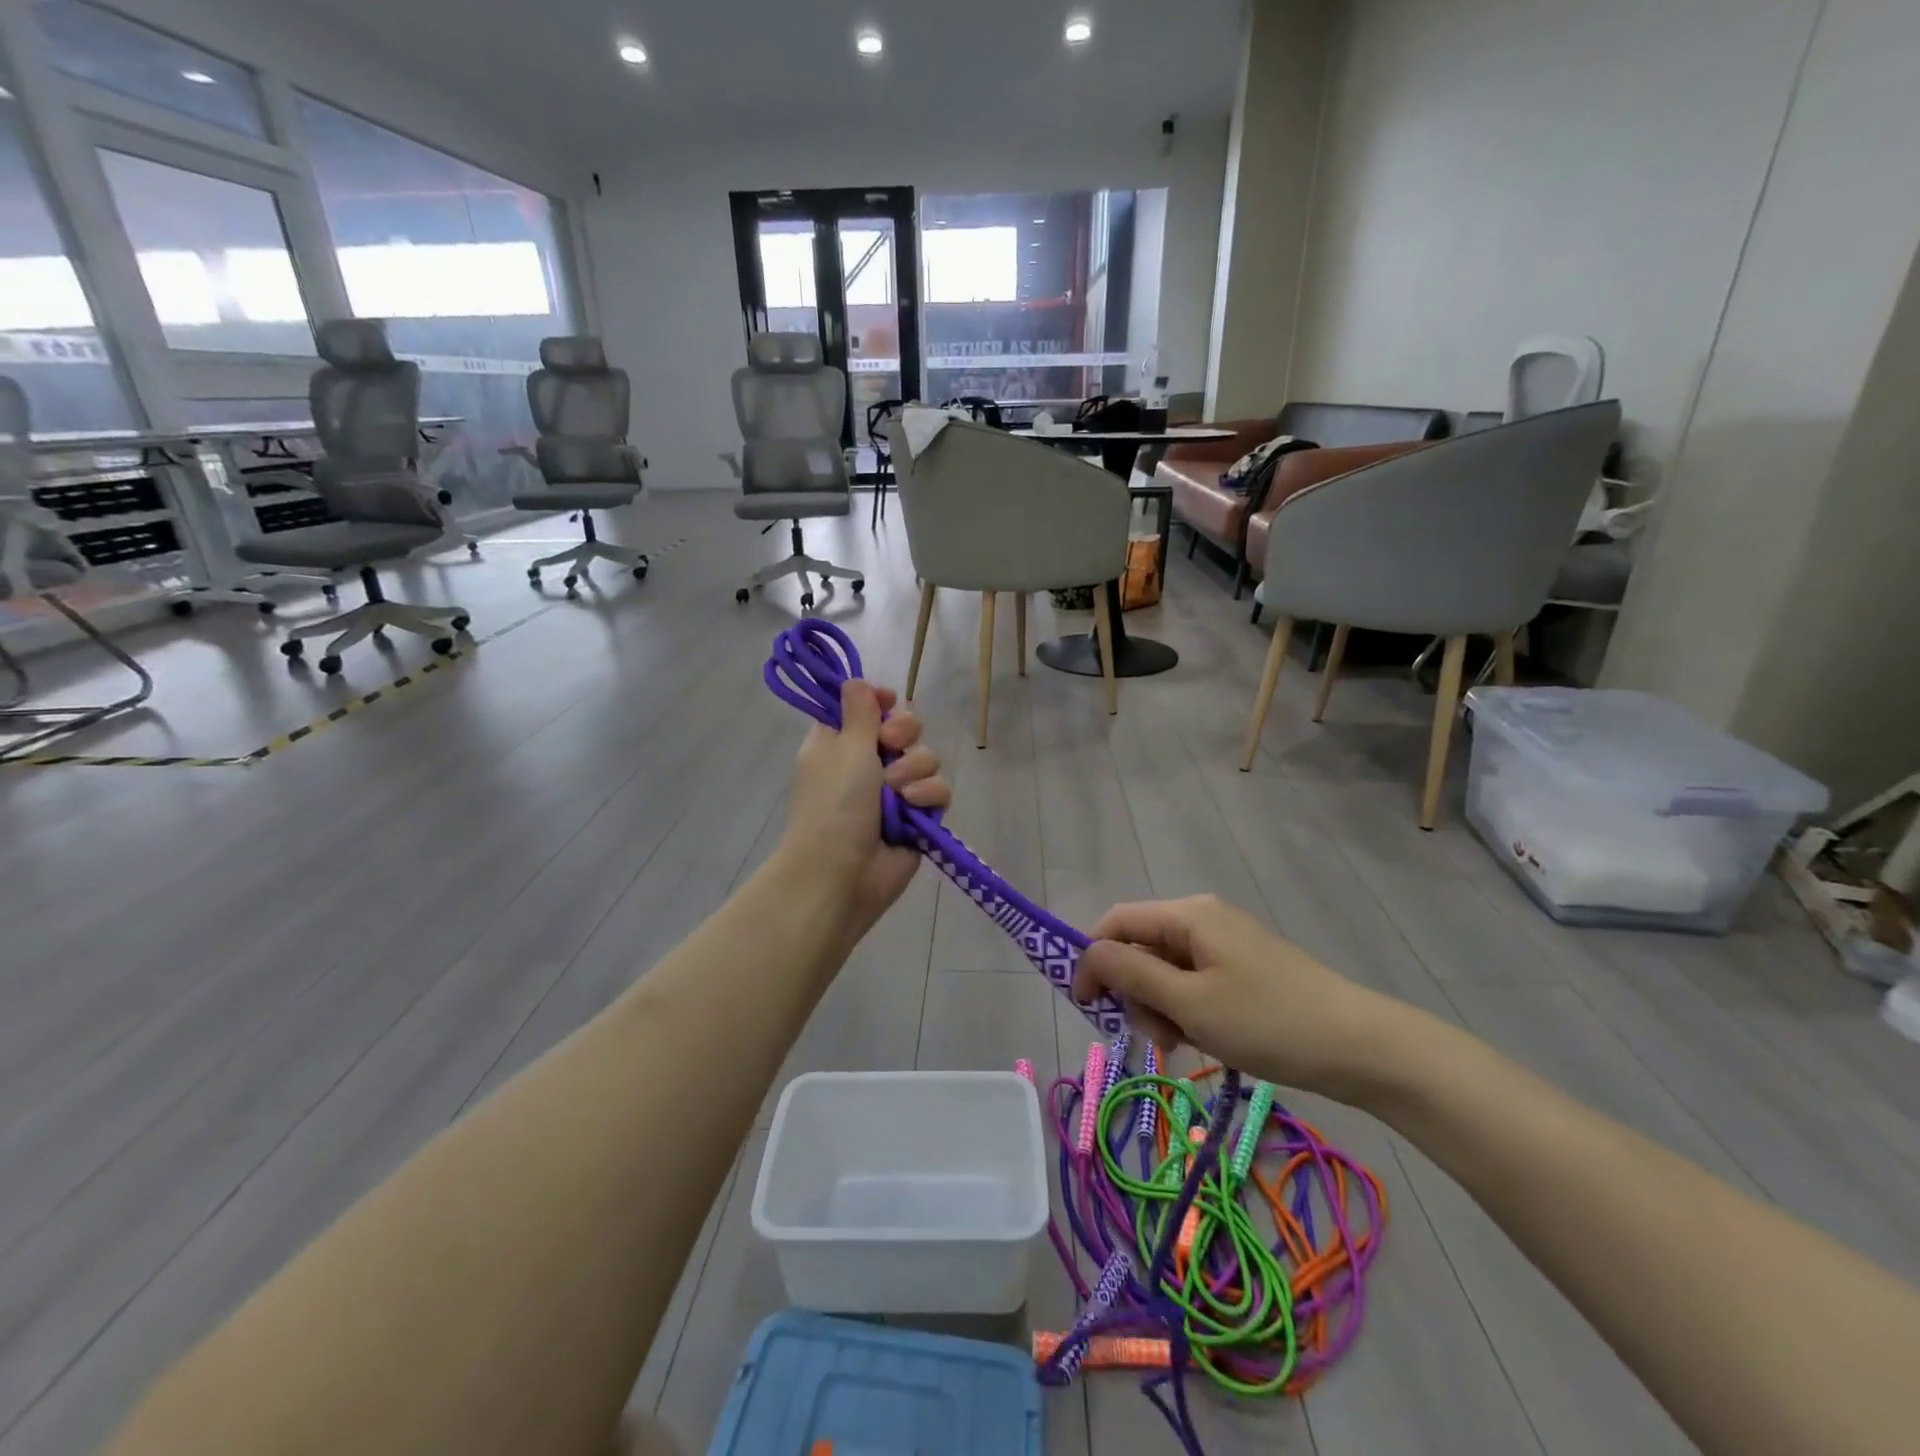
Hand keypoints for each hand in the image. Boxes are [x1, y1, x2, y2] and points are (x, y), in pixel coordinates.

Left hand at [782, 679, 949, 937]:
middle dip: (904, 734)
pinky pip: (938, 790)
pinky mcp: (918, 816)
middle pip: (905, 727)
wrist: (841, 873)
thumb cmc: (833, 804)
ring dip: (913, 771)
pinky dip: (927, 797)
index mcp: (841, 743)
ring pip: (926, 758)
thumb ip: (858, 711)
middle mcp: (869, 762)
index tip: (886, 703)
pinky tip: (913, 810)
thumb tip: (856, 680)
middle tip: (889, 746)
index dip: (880, 703)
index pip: (867, 708)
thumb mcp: (843, 748)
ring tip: (896, 793)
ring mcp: (896, 791)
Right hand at [1072, 895, 1405, 1101]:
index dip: (1092, 959)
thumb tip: (1087, 955)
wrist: (1359, 1047)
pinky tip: (1202, 1039)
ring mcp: (1225, 943)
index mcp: (1188, 915)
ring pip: (1165, 969)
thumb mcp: (1190, 1004)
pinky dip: (1186, 1009)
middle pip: (1140, 946)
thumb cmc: (1268, 1022)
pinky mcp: (1242, 968)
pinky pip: (1193, 981)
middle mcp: (1203, 918)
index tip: (1088, 1007)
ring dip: (1160, 1007)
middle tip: (1156, 1037)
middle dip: (1134, 991)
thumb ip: (1132, 975)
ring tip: (1184, 1043)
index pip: (1116, 922)